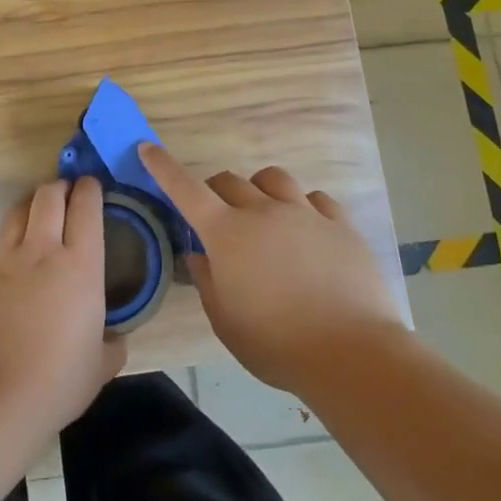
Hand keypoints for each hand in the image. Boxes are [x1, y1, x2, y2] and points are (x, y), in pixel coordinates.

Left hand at [0, 178, 125, 442]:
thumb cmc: (57, 381)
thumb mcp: (100, 366)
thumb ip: (112, 344)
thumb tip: (116, 338)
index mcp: (80, 265)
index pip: (86, 206)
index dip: (90, 189)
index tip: (93, 186)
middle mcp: (42, 250)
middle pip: (48, 195)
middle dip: (60, 187)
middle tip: (67, 194)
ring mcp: (5, 260)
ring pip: (17, 211)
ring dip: (31, 205)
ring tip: (38, 215)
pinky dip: (8, 241)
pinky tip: (11, 258)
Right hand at [140, 144, 402, 394]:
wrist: (352, 353)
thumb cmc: (277, 344)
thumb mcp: (226, 322)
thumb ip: (207, 282)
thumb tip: (199, 254)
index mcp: (227, 234)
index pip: (185, 188)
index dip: (163, 166)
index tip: (148, 147)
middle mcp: (263, 211)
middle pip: (229, 181)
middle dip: (215, 192)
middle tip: (218, 218)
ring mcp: (304, 214)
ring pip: (273, 179)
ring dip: (259, 190)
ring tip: (264, 213)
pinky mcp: (340, 224)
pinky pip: (315, 199)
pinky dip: (302, 207)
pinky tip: (307, 229)